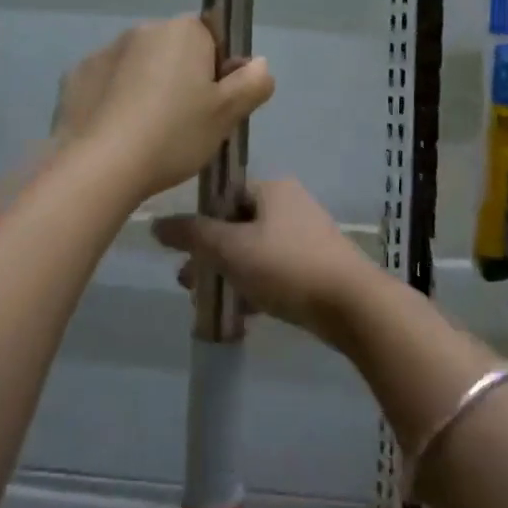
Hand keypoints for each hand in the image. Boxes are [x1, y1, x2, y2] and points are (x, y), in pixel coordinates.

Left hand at [56, 16, 273, 200]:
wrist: (100, 166)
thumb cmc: (174, 134)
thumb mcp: (227, 115)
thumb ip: (253, 83)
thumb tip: (258, 63)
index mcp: (183, 31)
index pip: (211, 38)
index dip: (217, 70)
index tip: (213, 104)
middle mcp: (142, 30)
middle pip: (173, 51)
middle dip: (181, 77)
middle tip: (185, 123)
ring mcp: (104, 51)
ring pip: (138, 67)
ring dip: (146, 87)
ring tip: (147, 133)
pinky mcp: (75, 77)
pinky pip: (106, 84)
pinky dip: (113, 100)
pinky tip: (116, 133)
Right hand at [152, 178, 379, 340]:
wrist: (351, 304)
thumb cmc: (285, 266)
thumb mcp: (231, 248)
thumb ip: (193, 235)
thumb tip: (156, 224)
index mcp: (273, 190)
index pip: (224, 196)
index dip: (200, 223)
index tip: (183, 253)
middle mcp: (291, 205)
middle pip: (237, 226)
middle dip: (210, 256)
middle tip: (187, 285)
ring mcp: (307, 236)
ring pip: (255, 252)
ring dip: (229, 275)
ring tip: (208, 306)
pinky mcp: (317, 266)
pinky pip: (275, 272)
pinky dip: (255, 288)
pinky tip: (242, 317)